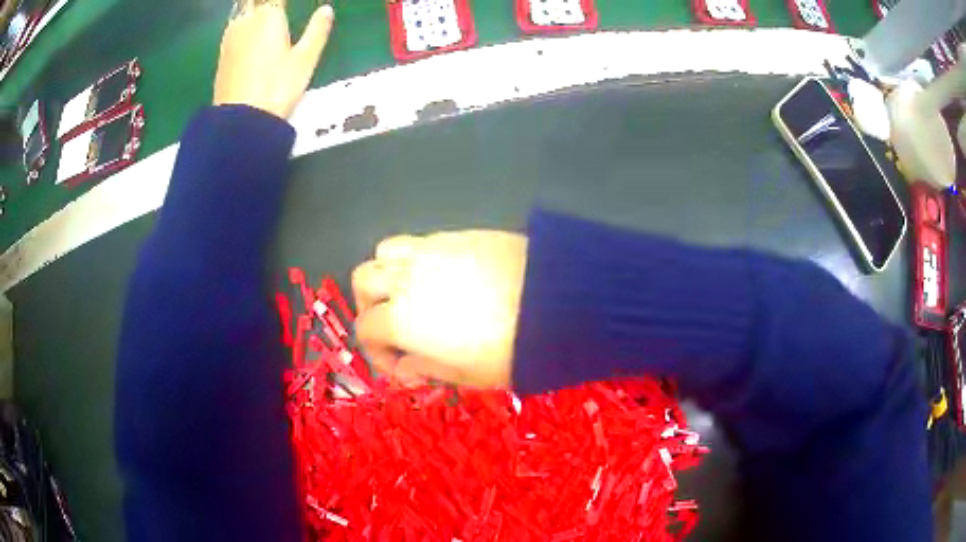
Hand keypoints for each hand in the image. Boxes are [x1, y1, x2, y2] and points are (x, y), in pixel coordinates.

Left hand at [214, 0, 333, 118]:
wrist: (240, 122)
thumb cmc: (276, 88)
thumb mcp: (305, 60)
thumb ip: (317, 30)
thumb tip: (326, 9)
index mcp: (269, 16)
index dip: (279, 1)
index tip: (284, 4)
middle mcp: (246, 21)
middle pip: (253, 0)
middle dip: (265, 2)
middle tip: (274, 8)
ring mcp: (230, 38)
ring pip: (241, 11)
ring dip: (252, 7)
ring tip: (262, 10)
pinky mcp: (222, 54)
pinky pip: (234, 26)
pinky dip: (243, 21)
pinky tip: (249, 27)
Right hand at [352, 232, 527, 387]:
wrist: (559, 302)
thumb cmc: (512, 348)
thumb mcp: (468, 375)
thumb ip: (428, 368)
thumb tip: (407, 367)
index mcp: (402, 318)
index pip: (366, 329)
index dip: (377, 353)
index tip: (402, 367)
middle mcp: (407, 277)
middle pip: (364, 280)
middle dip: (369, 305)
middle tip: (392, 326)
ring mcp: (432, 250)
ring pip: (385, 251)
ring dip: (387, 274)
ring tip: (411, 295)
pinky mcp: (458, 235)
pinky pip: (421, 242)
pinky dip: (416, 260)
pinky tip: (443, 279)